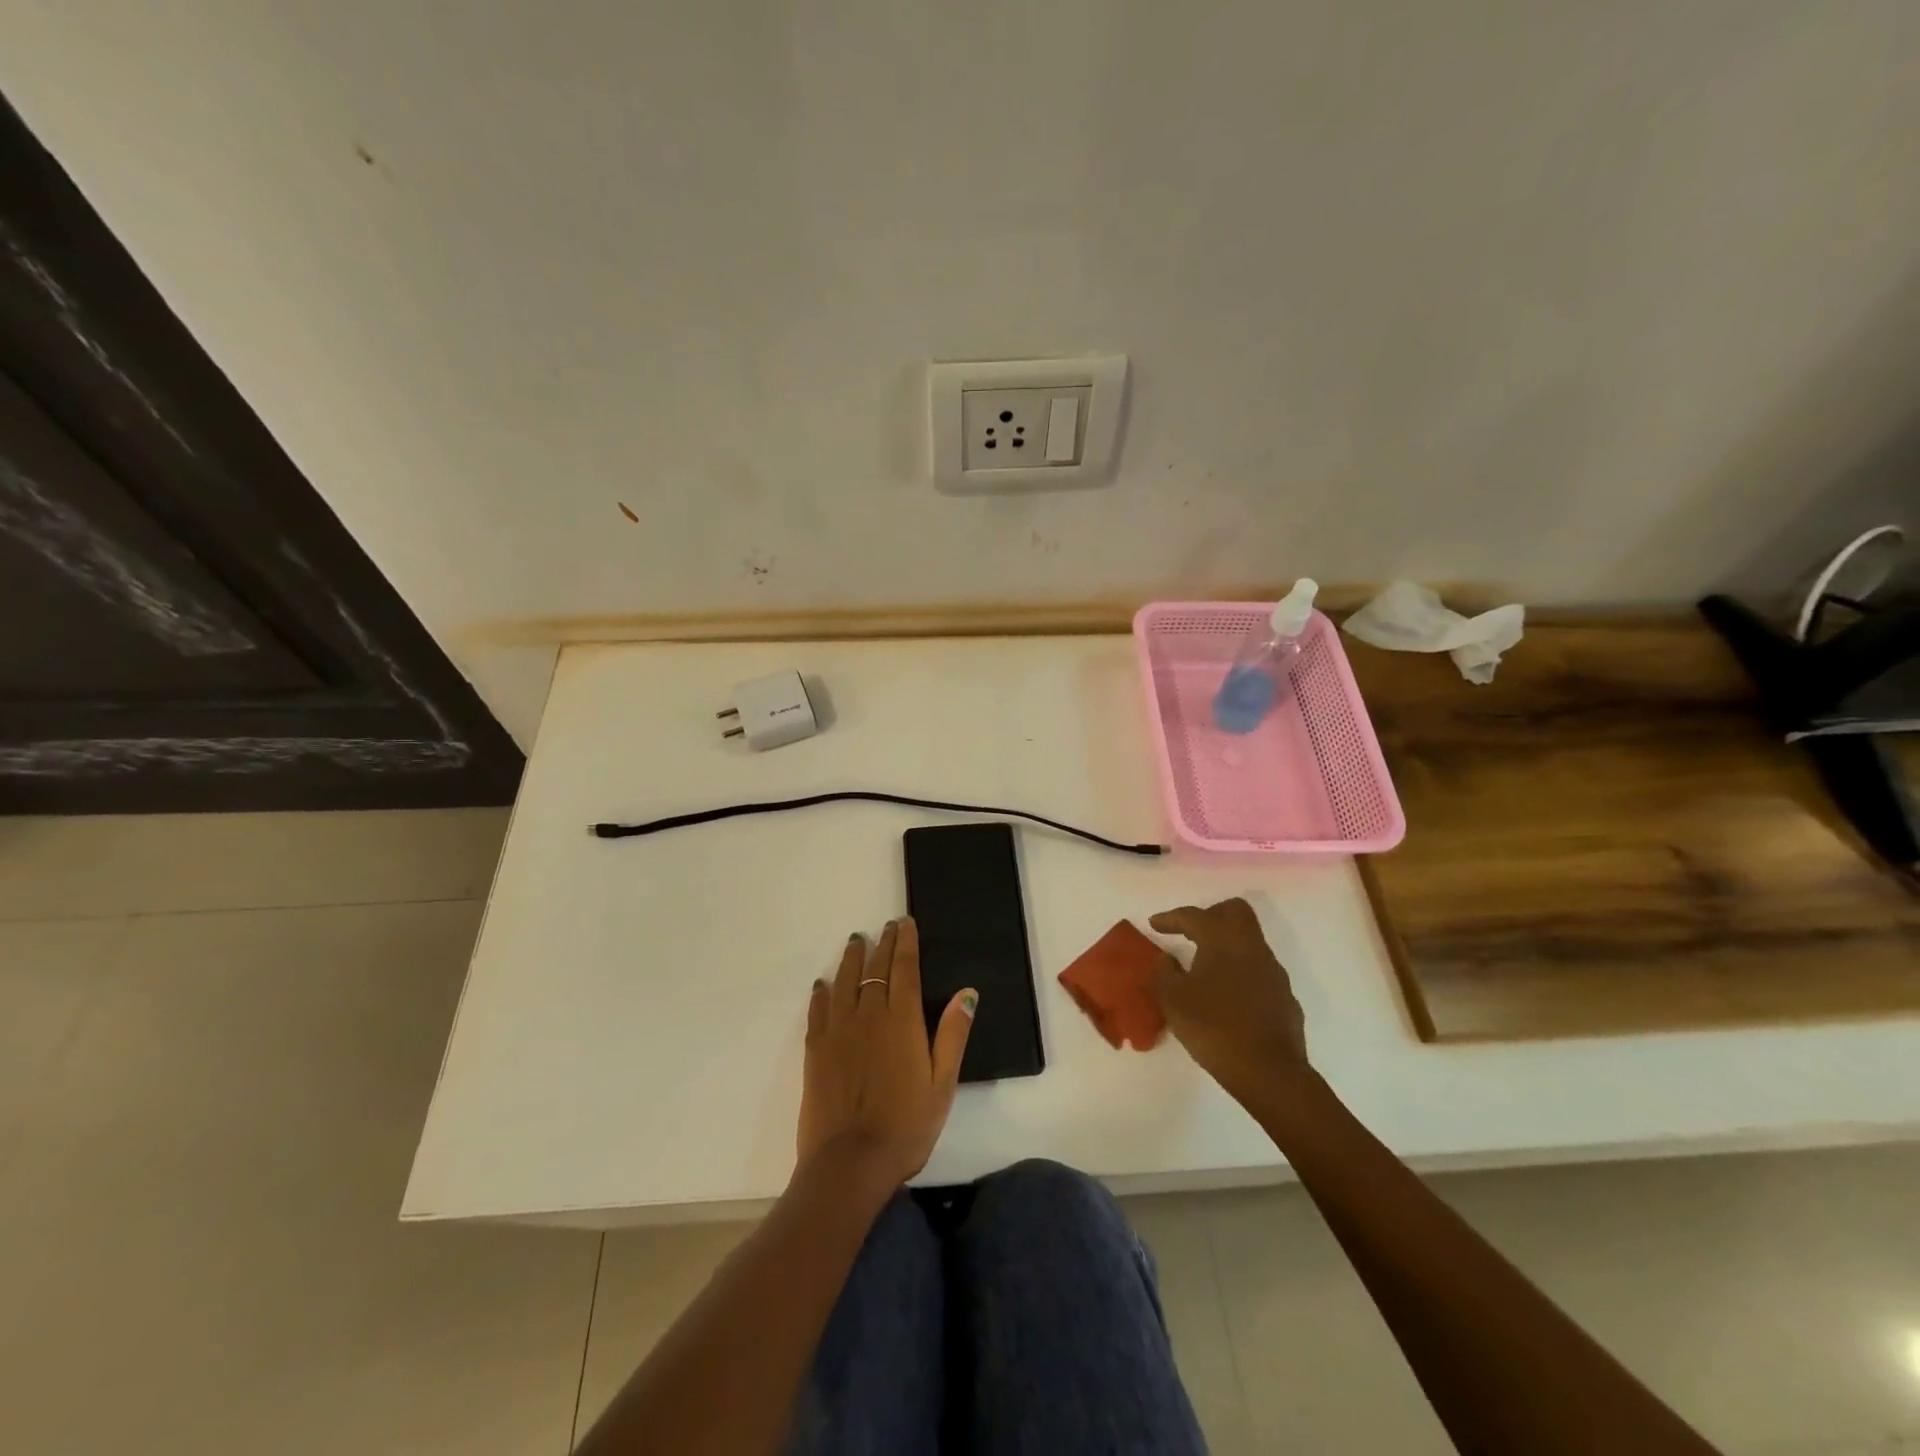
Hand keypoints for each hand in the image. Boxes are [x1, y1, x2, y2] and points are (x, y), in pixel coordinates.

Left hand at [797, 918, 976, 1190]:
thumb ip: (952, 1035)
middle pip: (875, 970)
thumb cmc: (906, 1126)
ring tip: (856, 942)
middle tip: (887, 926)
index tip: (906, 924)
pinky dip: (821, 994)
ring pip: (844, 982)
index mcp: (902, 1022)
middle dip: (883, 944)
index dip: (905, 943)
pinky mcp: (815, 1051)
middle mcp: (868, 1016)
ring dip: (851, 959)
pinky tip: (822, 985)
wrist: (850, 1163)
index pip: (904, 969)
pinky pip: (818, 1011)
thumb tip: (966, 993)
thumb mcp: (942, 1084)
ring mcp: (838, 1032)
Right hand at [1150, 898, 1308, 1104]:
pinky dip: (1239, 971)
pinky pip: (1258, 969)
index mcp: (1222, 940)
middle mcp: (1251, 947)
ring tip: (1204, 966)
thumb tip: (1167, 959)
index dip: (1171, 917)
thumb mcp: (1172, 1000)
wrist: (1269, 1071)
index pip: (1194, 915)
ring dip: (1226, 945)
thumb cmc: (1214, 1027)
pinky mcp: (1284, 996)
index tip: (1155, 924)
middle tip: (1189, 932)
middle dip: (1210, 915)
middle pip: (1234, 911)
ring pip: (1249, 940)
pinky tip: (1226, 994)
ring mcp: (1273, 971)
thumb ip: (1164, 972)